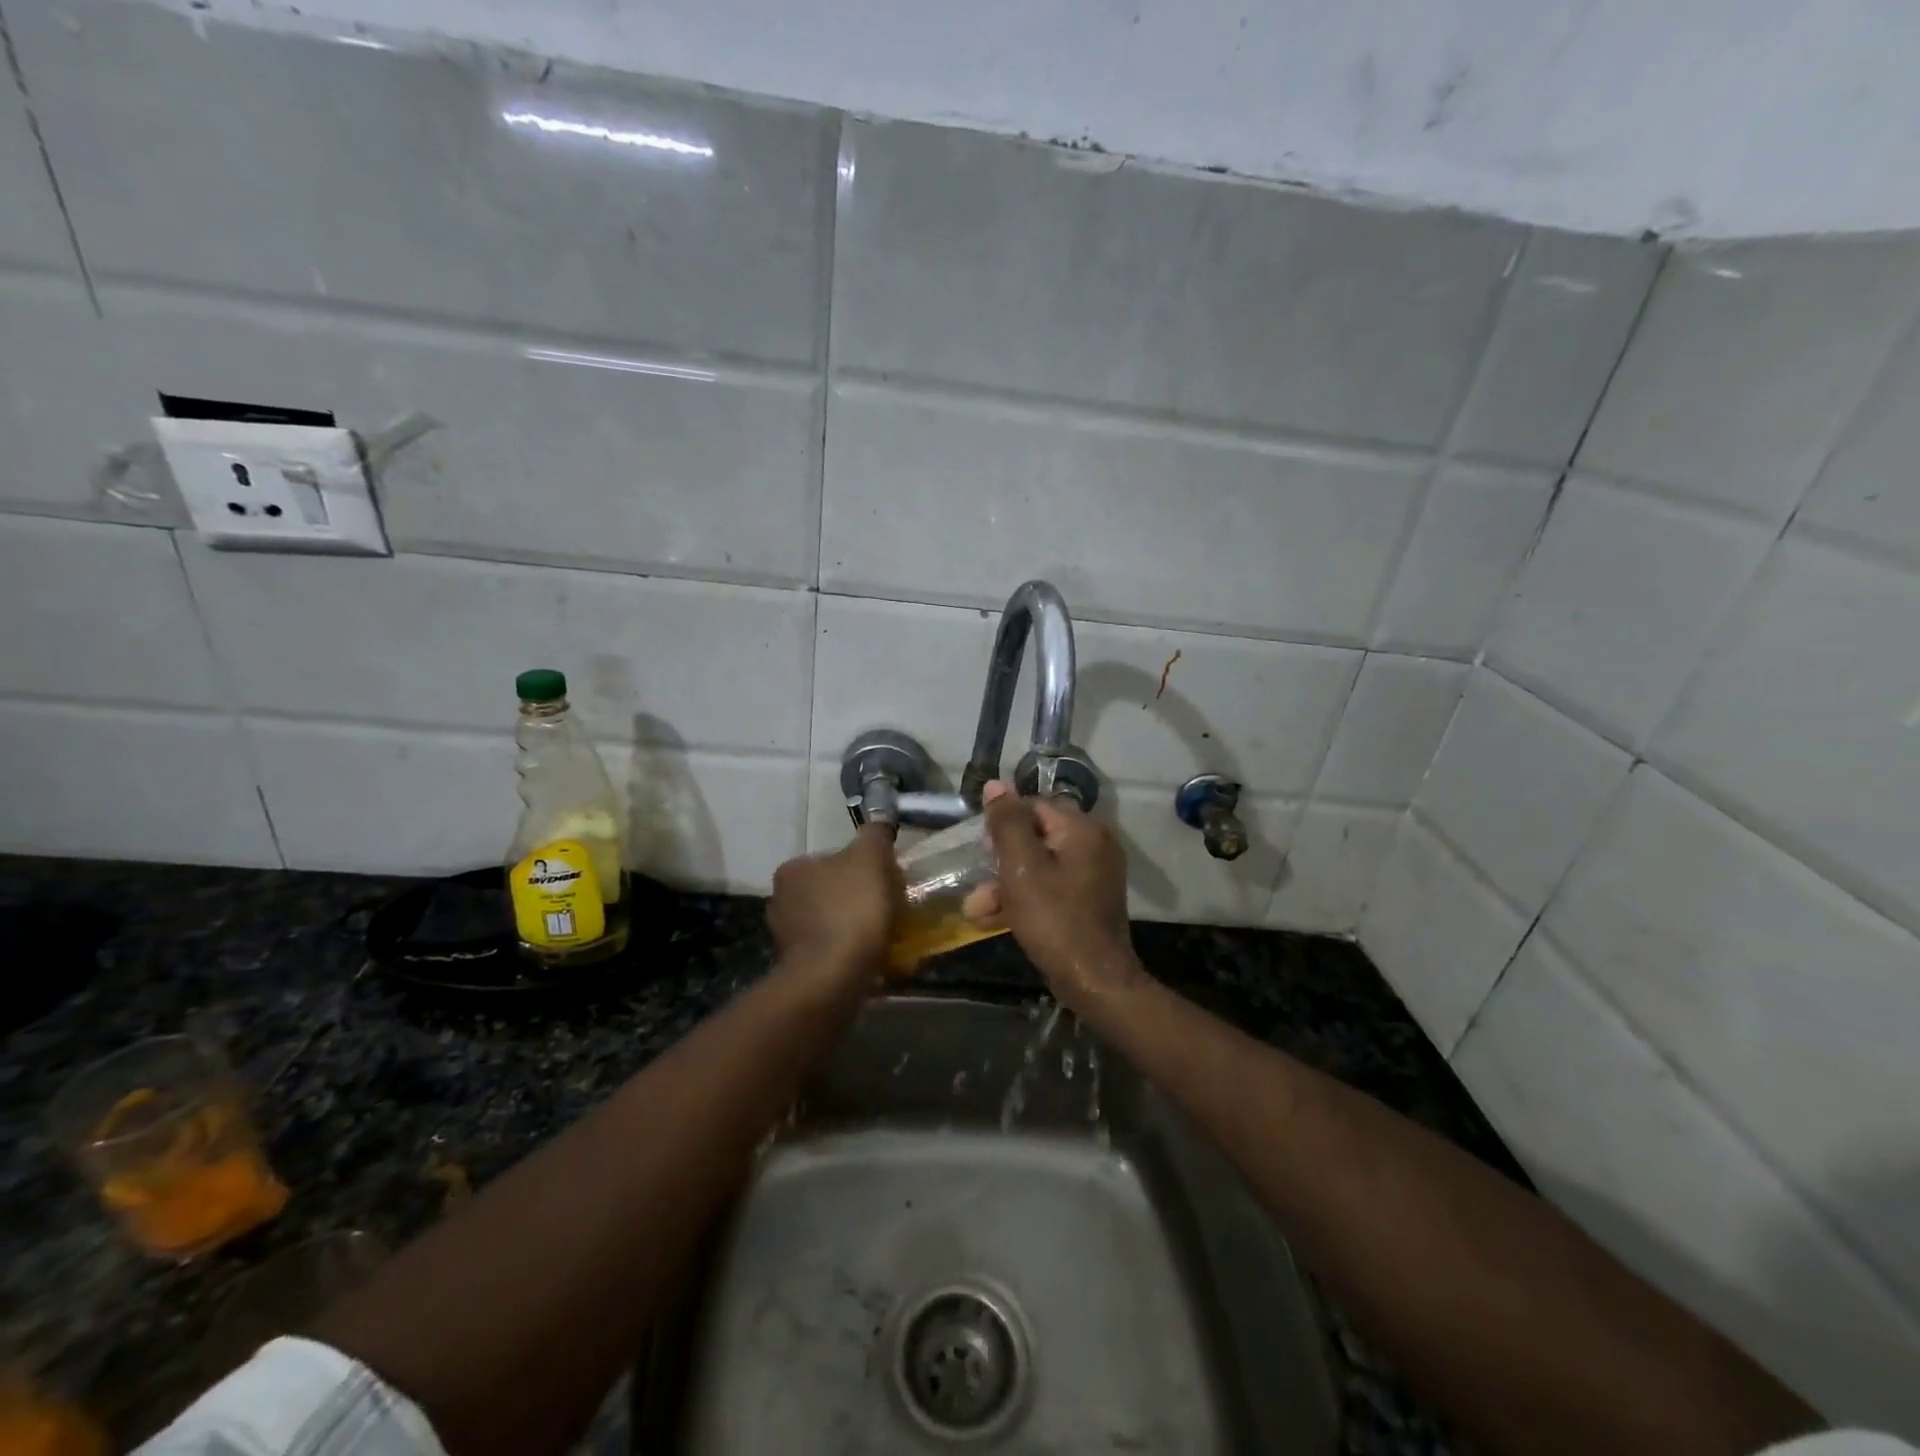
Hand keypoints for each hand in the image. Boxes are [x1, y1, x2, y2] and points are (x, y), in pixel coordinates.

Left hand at [767, 825, 901, 991]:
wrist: (833, 977)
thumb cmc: (851, 908)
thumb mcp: (870, 857)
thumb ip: (875, 835)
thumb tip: (879, 821)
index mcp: (792, 871)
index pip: (832, 859)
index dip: (863, 867)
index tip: (886, 880)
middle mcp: (781, 902)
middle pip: (832, 892)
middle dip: (858, 899)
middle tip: (890, 908)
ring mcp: (787, 939)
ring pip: (832, 924)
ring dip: (856, 929)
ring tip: (888, 938)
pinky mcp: (799, 969)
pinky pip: (833, 953)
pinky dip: (852, 954)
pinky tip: (876, 960)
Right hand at [968, 781, 1144, 1008]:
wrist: (1095, 981)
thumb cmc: (1054, 920)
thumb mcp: (1022, 868)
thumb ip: (1007, 823)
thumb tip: (995, 784)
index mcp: (1082, 829)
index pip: (1033, 806)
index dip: (1003, 826)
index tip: (982, 853)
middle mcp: (1094, 843)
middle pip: (1036, 836)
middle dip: (1000, 862)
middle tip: (978, 886)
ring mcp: (1094, 873)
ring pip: (1039, 865)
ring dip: (1006, 884)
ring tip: (977, 910)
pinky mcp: (1089, 899)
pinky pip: (1051, 886)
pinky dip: (1025, 898)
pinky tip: (996, 918)